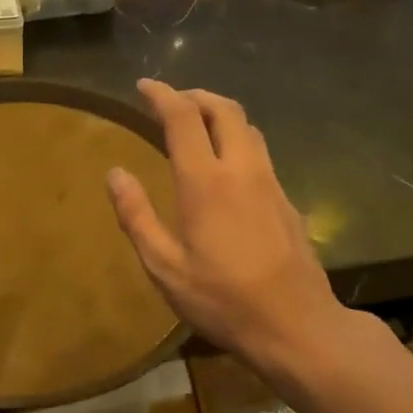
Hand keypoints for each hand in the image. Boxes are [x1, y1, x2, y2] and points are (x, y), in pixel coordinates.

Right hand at [107, 80, 350, 379]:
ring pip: (248, 128)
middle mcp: (242, 170)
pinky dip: (237, 140)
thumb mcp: (165, 267)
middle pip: (224, 109)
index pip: (184, 117)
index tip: (143, 87)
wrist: (296, 325)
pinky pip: (260, 152)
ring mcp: (271, 183)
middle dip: (195, 95)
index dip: (162, 95)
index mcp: (206, 182)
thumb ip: (137, 216)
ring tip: (197, 125)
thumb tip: (115, 173)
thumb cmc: (222, 300)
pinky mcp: (287, 200)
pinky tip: (226, 166)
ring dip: (220, 114)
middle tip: (171, 101)